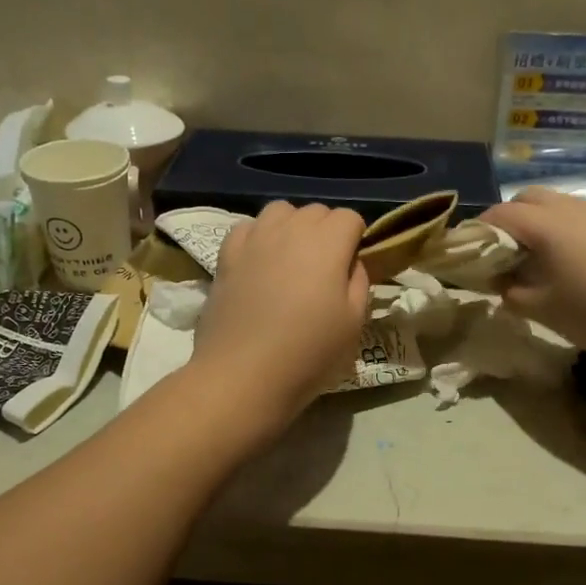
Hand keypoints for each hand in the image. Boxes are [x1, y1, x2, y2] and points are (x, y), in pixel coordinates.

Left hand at [191, 202, 369, 431]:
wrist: (244, 374)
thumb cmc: (308, 352)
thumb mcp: (354, 322)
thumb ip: (359, 282)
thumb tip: (351, 262)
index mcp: (328, 242)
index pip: (350, 218)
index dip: (356, 239)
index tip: (351, 268)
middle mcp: (291, 229)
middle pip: (316, 211)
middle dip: (327, 231)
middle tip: (325, 270)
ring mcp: (254, 238)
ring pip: (280, 211)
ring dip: (292, 227)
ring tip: (292, 260)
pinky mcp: (226, 255)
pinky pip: (247, 228)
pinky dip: (258, 237)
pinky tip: (260, 263)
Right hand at [480, 187, 585, 362]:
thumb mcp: (543, 310)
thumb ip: (512, 294)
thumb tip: (503, 284)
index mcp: (544, 224)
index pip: (497, 215)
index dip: (477, 232)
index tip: (470, 255)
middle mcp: (570, 208)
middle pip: (527, 199)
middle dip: (508, 220)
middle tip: (504, 255)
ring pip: (557, 206)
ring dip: (539, 225)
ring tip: (538, 261)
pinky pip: (582, 219)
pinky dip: (566, 233)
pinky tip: (576, 266)